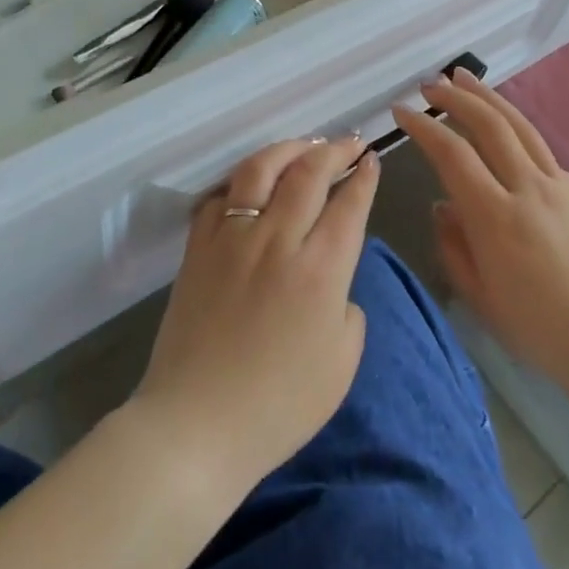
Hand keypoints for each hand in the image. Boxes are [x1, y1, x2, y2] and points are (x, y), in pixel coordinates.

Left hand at [129, 137, 377, 496]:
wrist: (197, 425)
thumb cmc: (279, 406)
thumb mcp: (341, 364)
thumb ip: (348, 309)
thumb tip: (335, 281)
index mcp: (320, 270)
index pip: (348, 204)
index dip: (363, 176)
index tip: (371, 159)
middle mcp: (277, 239)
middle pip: (308, 172)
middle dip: (334, 150)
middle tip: (348, 143)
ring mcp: (232, 238)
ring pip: (261, 169)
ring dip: (288, 149)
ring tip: (304, 145)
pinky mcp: (198, 247)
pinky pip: (221, 196)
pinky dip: (242, 181)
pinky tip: (253, 182)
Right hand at [394, 69, 568, 401]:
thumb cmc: (542, 332)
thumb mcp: (481, 298)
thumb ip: (453, 246)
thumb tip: (442, 206)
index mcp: (496, 217)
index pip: (452, 155)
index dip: (423, 127)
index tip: (401, 111)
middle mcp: (528, 189)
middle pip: (489, 125)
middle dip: (456, 98)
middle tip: (431, 84)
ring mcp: (560, 186)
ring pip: (519, 126)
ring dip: (488, 98)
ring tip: (464, 78)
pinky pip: (540, 149)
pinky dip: (514, 128)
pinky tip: (504, 130)